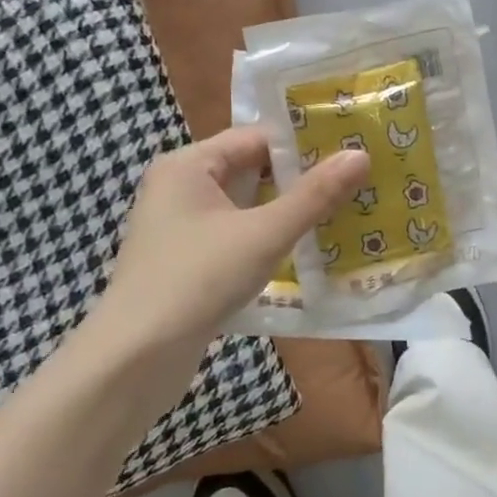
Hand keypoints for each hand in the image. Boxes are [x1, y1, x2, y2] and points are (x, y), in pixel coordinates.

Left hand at [97, 125, 369, 346]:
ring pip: (245, 208)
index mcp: (189, 165)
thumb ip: (314, 196)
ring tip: (343, 214)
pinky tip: (306, 252)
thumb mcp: (264, 234)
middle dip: (301, 181)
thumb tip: (360, 155)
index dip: (303, 144)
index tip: (350, 152)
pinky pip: (236, 238)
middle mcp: (180, 188)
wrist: (135, 358)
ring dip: (287, 214)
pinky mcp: (186, 262)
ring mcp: (180, 228)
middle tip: (356, 183)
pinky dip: (268, 241)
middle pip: (251, 171)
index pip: (255, 137)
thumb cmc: (198, 280)